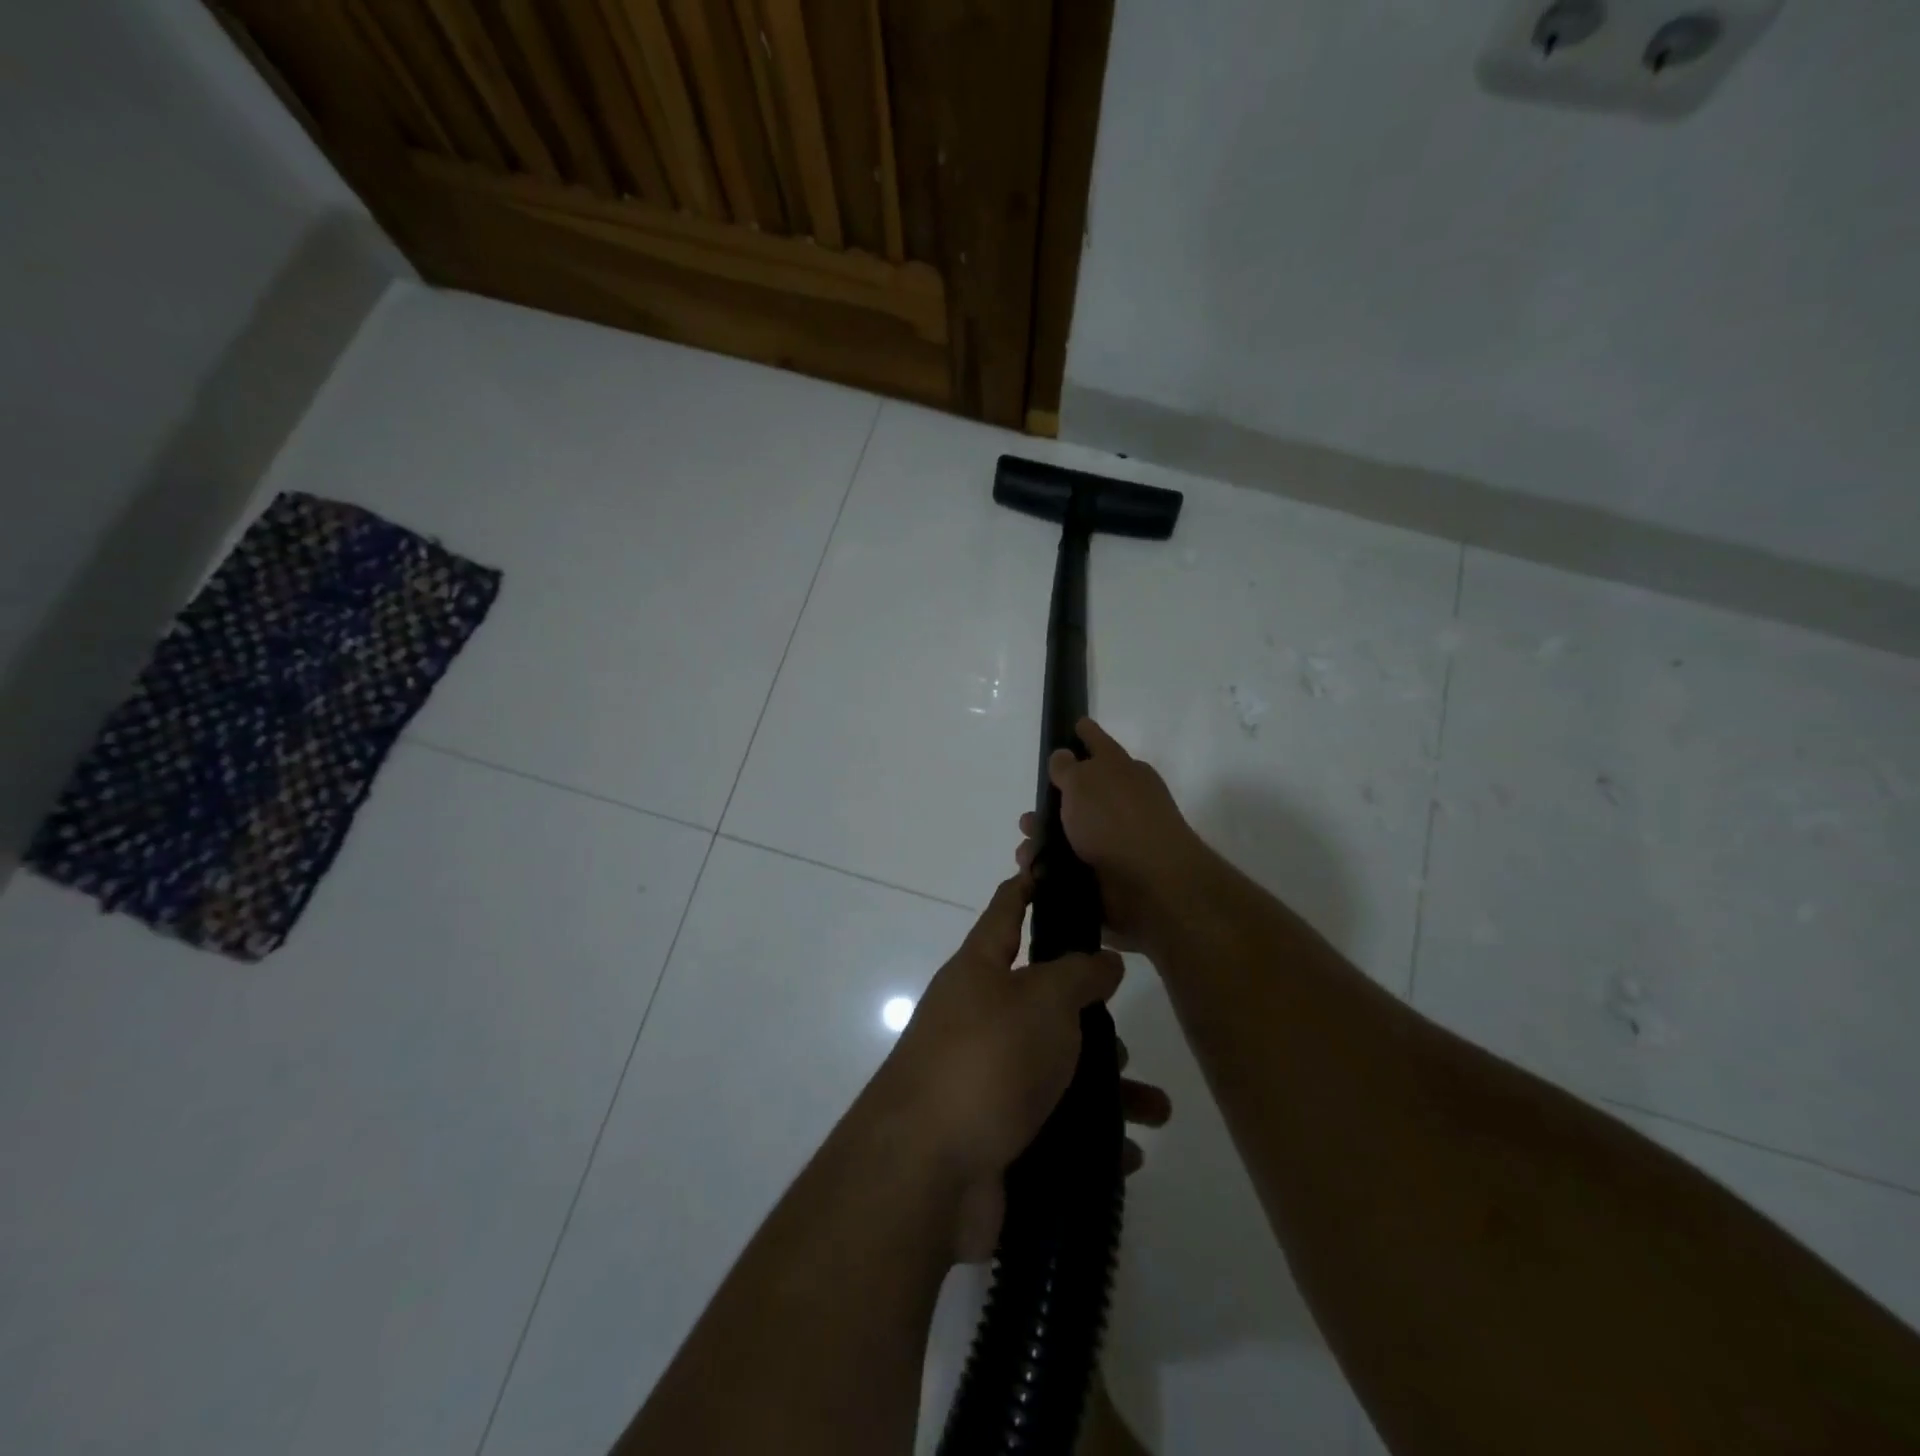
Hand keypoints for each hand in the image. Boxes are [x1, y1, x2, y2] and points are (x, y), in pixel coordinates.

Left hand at [867, 872, 1171, 1261]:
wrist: (926, 1171)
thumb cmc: (987, 1059)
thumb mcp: (1042, 999)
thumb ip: (1078, 973)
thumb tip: (1103, 960)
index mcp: (979, 971)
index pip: (1006, 911)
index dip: (1028, 886)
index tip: (1053, 867)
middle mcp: (978, 1018)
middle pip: (1042, 1001)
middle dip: (1090, 1016)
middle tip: (1126, 1034)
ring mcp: (985, 1079)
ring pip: (1057, 1070)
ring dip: (1106, 1087)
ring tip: (1154, 1107)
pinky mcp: (997, 1136)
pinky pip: (1056, 1127)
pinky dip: (1093, 1138)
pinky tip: (1129, 1152)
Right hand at [1017, 717, 1208, 953]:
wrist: (1149, 886)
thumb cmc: (1115, 820)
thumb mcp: (1084, 780)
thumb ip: (1067, 767)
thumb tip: (1063, 757)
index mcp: (1124, 772)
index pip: (1099, 744)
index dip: (1084, 734)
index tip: (1074, 725)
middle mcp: (1122, 804)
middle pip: (1080, 795)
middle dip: (1050, 804)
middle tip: (1029, 817)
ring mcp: (1116, 842)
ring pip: (1070, 835)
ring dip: (1044, 841)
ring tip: (1026, 851)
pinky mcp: (1108, 877)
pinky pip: (1069, 868)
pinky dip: (1050, 869)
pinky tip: (1033, 873)